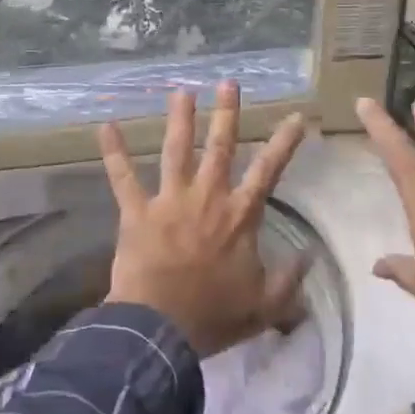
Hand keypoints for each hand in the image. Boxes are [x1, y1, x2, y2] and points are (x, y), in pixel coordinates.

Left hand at [97, 82, 309, 357]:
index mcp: (240, 216)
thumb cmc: (213, 317)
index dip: (284, 143)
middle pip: (219, 147)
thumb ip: (290, 281)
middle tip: (228, 83)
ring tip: (181, 91)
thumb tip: (309, 256)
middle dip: (226, 113)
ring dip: (179, 119)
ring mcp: (170, 201)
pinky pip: (123, 177)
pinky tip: (105, 126)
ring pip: (176, 151)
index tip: (296, 117)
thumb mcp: (265, 306)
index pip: (268, 171)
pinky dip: (114, 152)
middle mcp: (207, 198)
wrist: (160, 331)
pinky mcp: (137, 212)